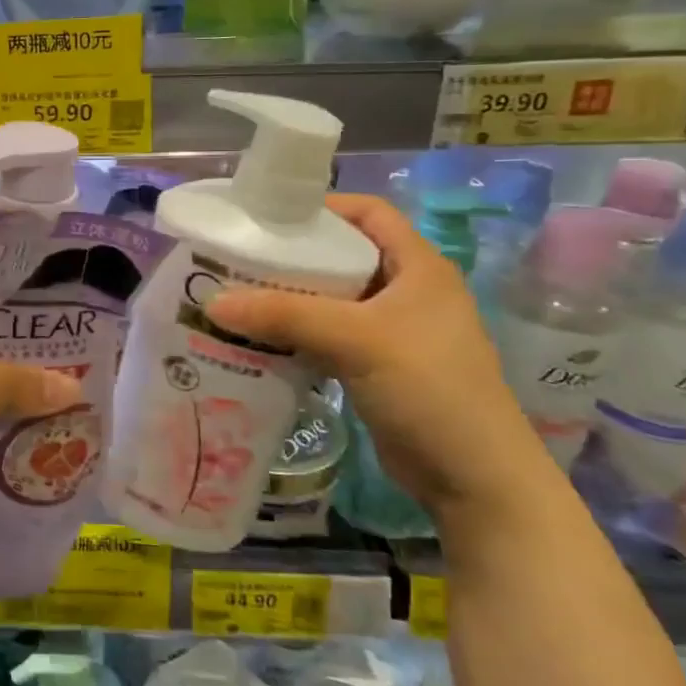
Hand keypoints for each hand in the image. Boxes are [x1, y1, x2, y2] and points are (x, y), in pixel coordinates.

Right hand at [203, 194, 552, 520]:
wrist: (473, 479)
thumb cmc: (429, 388)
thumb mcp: (357, 340)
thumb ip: (285, 315)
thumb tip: (212, 302)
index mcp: (417, 267)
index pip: (368, 213)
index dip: (323, 207)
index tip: (269, 216)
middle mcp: (406, 291)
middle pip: (341, 256)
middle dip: (292, 256)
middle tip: (238, 259)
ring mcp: (392, 332)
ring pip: (330, 300)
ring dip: (288, 299)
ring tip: (237, 298)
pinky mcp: (376, 366)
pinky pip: (327, 336)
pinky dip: (295, 334)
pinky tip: (259, 340)